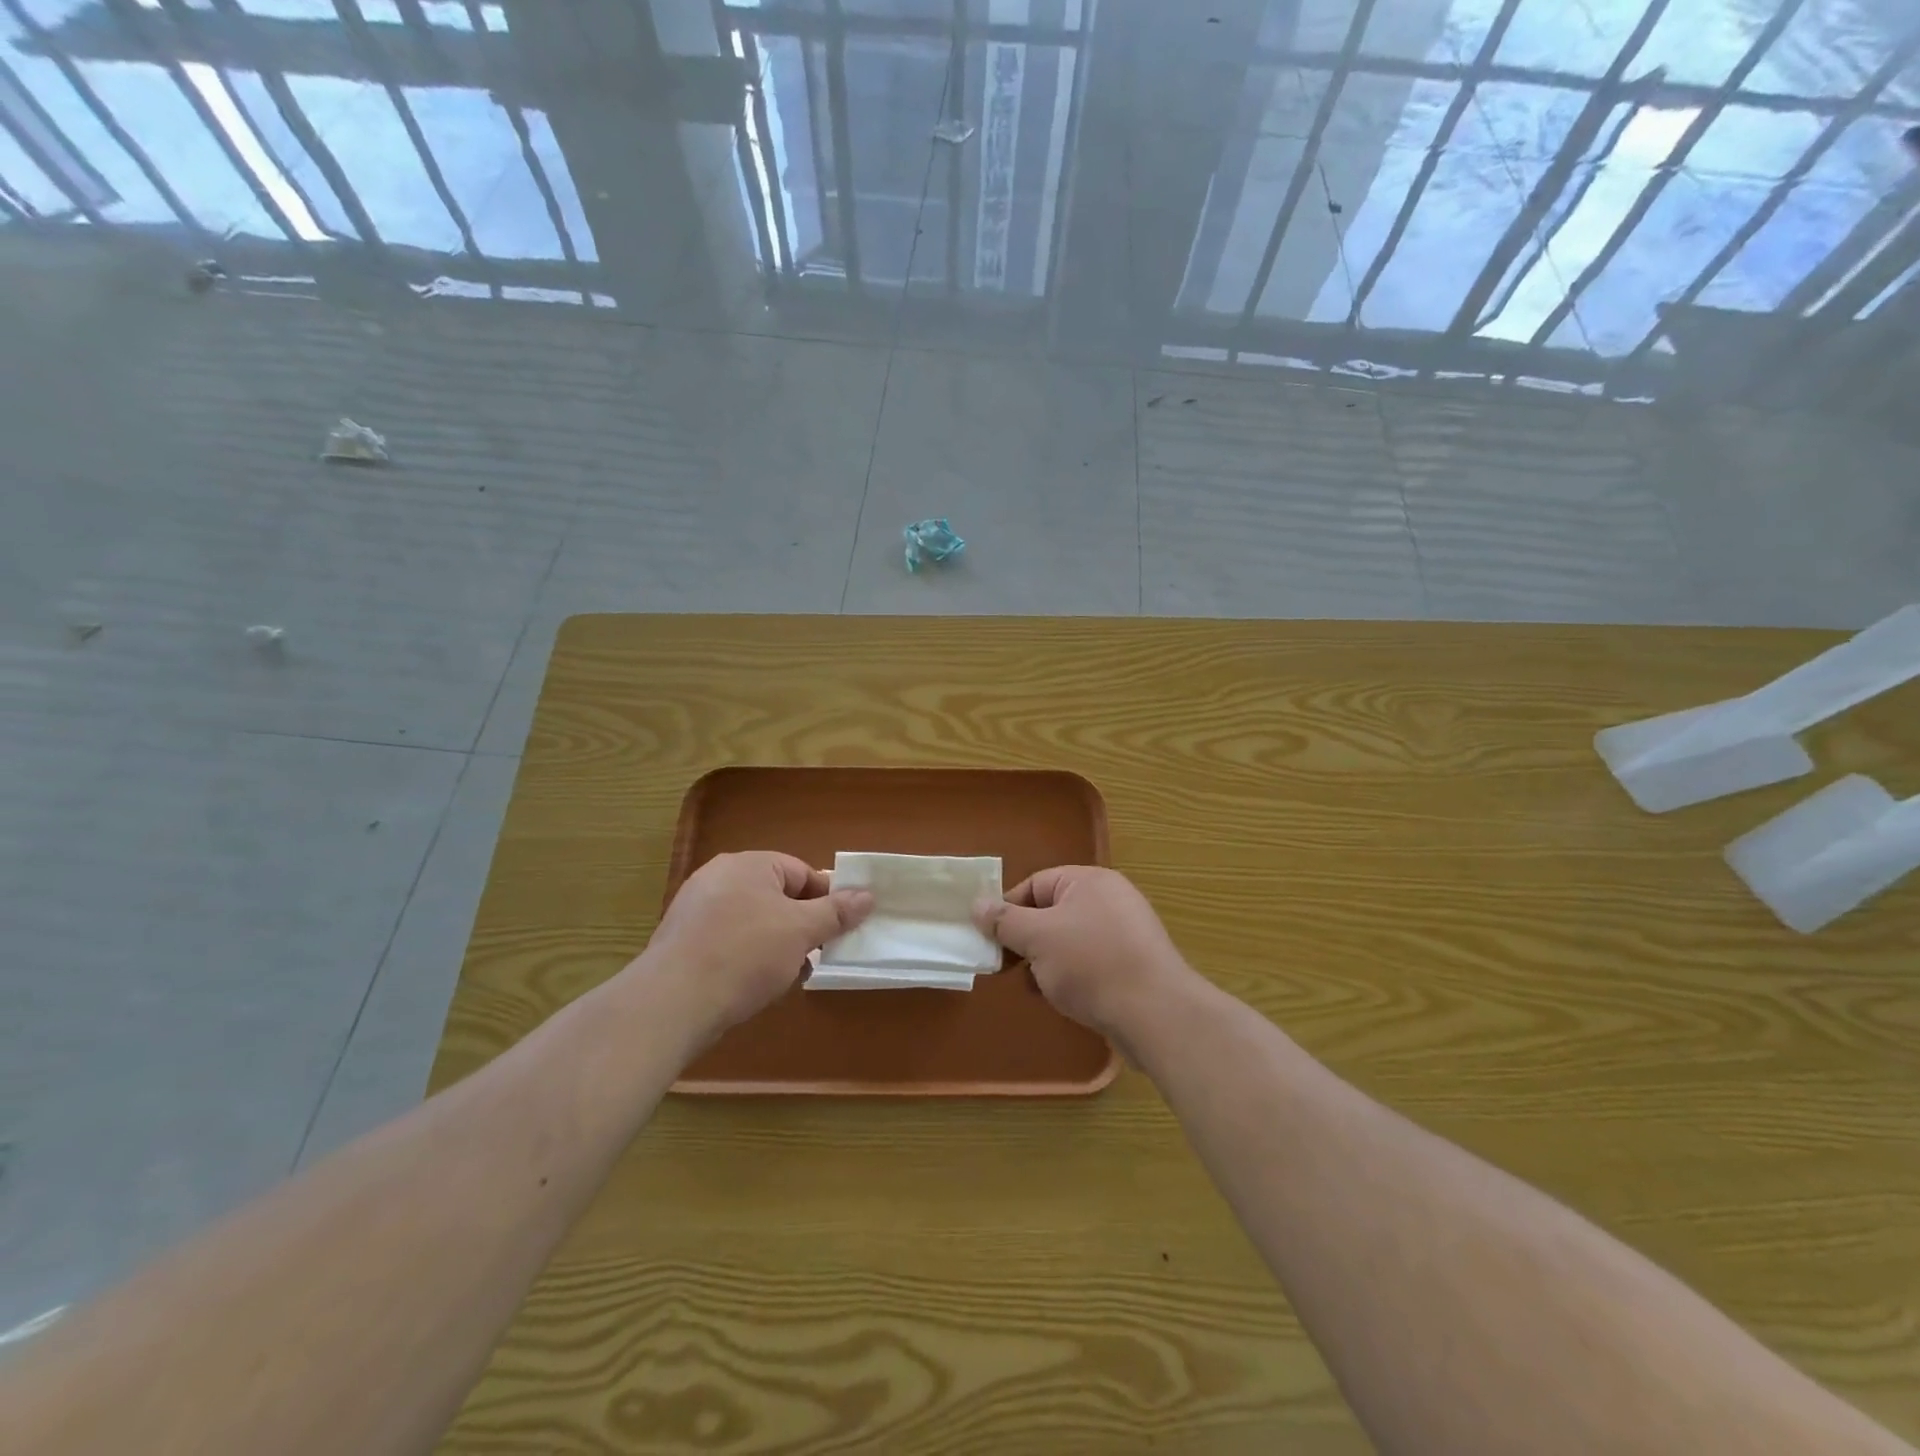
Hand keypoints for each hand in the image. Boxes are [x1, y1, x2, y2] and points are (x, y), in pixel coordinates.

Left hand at [638, 852, 872, 1039]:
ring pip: (753, 921)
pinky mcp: (682, 941)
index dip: (826, 900)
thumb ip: (836, 912)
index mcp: (748, 864)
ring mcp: (695, 909)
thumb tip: (868, 895)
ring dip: (776, 945)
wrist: (672, 1003)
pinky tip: (753, 985)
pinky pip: (728, 940)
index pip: (801, 873)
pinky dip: (746, 957)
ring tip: (786, 976)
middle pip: (777, 896)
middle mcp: (718, 877)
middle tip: (815, 955)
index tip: (839, 930)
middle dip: (800, 926)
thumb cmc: (745, 954)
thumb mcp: (801, 931)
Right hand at [973, 867, 1197, 1040]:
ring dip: (1047, 961)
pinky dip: (1072, 975)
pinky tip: (1064, 999)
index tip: (990, 939)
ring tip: (1036, 987)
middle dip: (1027, 940)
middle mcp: (1110, 899)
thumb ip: (1004, 921)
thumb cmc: (1091, 964)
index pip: (1035, 884)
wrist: (1155, 1014)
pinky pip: (1091, 961)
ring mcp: (1126, 932)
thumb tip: (977, 904)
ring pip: (1070, 940)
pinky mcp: (1134, 964)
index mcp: (1089, 880)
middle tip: (1008, 967)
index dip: (1008, 909)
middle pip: (1052, 912)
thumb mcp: (1037, 938)